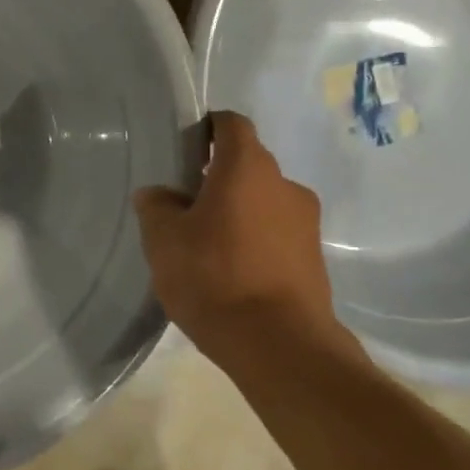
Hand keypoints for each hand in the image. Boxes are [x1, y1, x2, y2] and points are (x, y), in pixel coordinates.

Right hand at [133, 111, 343, 363]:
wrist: (279, 345)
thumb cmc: (214, 276)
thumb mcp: (163, 239)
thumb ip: (156, 206)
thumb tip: (159, 194)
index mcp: (248, 168)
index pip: (231, 124)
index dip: (207, 127)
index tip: (184, 146)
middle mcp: (285, 185)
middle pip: (248, 165)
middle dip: (217, 177)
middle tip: (183, 203)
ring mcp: (306, 224)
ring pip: (262, 202)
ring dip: (236, 211)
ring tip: (204, 243)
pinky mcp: (314, 259)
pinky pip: (276, 234)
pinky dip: (253, 240)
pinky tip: (229, 271)